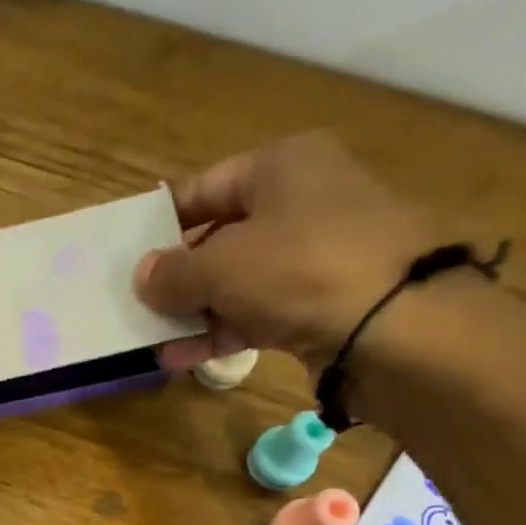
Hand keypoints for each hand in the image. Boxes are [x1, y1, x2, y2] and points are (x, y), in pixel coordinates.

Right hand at [137, 132, 444, 378]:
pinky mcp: (324, 302)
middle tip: (138, 307)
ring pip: (238, 282)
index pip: (204, 189)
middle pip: (219, 239)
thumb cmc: (299, 267)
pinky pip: (260, 312)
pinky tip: (185, 358)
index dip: (163, 223)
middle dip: (177, 279)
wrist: (396, 323)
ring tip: (154, 345)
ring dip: (194, 314)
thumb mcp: (220, 265)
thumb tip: (143, 276)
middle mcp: (302, 201)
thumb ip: (173, 273)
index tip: (129, 257)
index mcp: (280, 166)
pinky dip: (224, 332)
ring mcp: (315, 255)